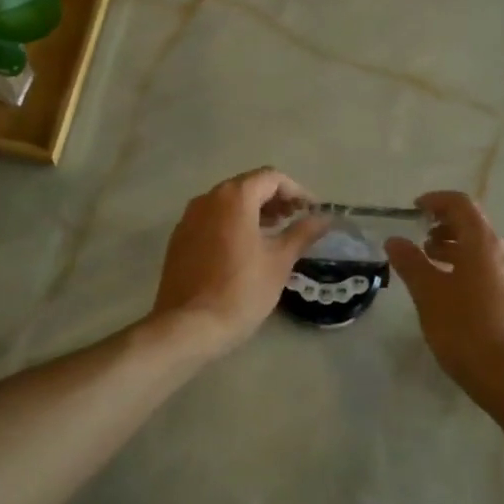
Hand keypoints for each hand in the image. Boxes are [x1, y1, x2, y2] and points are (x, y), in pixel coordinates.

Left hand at [152, 168, 329, 356]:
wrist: (189, 326)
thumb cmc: (242, 291)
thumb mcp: (279, 261)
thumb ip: (302, 233)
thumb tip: (324, 218)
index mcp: (234, 197)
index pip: (271, 178)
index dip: (296, 191)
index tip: (311, 211)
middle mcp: (208, 198)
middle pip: (247, 186)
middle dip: (275, 199)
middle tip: (295, 221)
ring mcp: (189, 218)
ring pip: (227, 203)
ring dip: (254, 211)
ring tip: (274, 234)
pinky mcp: (179, 238)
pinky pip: (211, 219)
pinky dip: (232, 224)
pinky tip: (245, 249)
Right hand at [385, 191, 503, 414]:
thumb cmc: (466, 330)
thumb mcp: (429, 294)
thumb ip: (410, 262)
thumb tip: (395, 239)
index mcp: (484, 243)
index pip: (461, 204)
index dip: (436, 200)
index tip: (414, 209)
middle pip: (474, 225)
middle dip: (444, 227)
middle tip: (419, 241)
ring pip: (483, 250)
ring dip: (455, 249)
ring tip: (430, 267)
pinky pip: (490, 270)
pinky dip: (468, 268)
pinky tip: (452, 294)